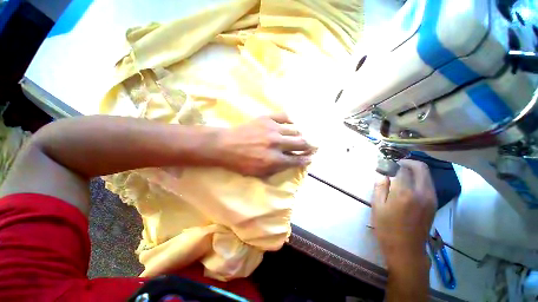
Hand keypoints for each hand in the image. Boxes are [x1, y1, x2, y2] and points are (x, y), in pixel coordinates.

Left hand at [213, 113, 313, 176]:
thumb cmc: (241, 163)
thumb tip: (291, 163)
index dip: (306, 159)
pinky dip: (291, 121)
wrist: (225, 145)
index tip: (311, 157)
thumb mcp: (259, 173)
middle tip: (313, 146)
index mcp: (275, 160)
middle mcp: (277, 144)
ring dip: (300, 135)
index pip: (297, 160)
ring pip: (295, 130)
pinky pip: (285, 117)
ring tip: (302, 136)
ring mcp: (273, 129)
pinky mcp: (267, 119)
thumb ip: (277, 169)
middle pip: (301, 143)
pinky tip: (292, 123)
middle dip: (309, 146)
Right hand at [371, 159, 436, 268]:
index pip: (402, 169)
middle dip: (408, 162)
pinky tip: (408, 185)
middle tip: (395, 165)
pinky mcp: (433, 204)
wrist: (406, 250)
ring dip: (414, 170)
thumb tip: (382, 174)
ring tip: (400, 174)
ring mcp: (431, 198)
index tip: (385, 165)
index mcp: (405, 193)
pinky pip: (428, 184)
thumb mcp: (377, 206)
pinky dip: (419, 179)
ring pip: (427, 175)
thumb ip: (380, 187)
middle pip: (421, 168)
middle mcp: (422, 192)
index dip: (392, 164)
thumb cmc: (387, 228)